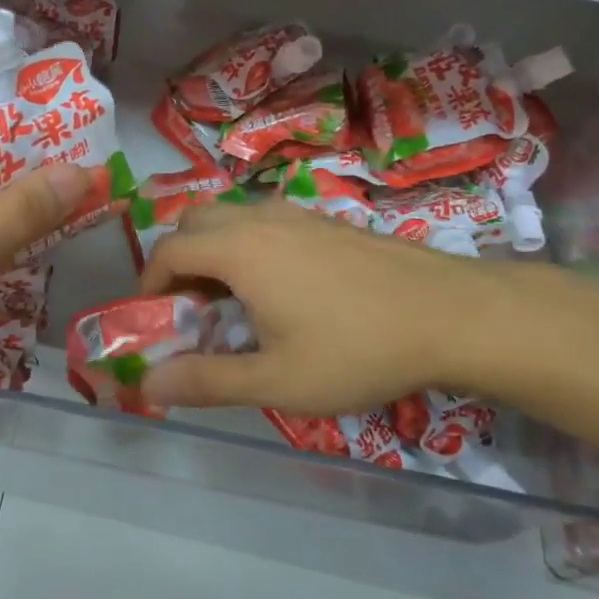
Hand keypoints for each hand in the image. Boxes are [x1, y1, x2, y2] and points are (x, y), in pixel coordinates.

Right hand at [138, 202, 499, 414]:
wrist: (450, 314)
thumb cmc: (355, 349)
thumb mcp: (276, 380)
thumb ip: (206, 381)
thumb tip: (148, 383)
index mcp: (238, 250)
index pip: (169, 250)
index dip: (149, 283)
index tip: (155, 319)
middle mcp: (260, 219)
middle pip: (194, 223)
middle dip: (178, 261)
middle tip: (190, 309)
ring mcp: (297, 214)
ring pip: (231, 219)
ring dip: (214, 252)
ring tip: (233, 303)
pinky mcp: (326, 221)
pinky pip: (265, 222)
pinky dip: (247, 247)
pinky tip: (280, 291)